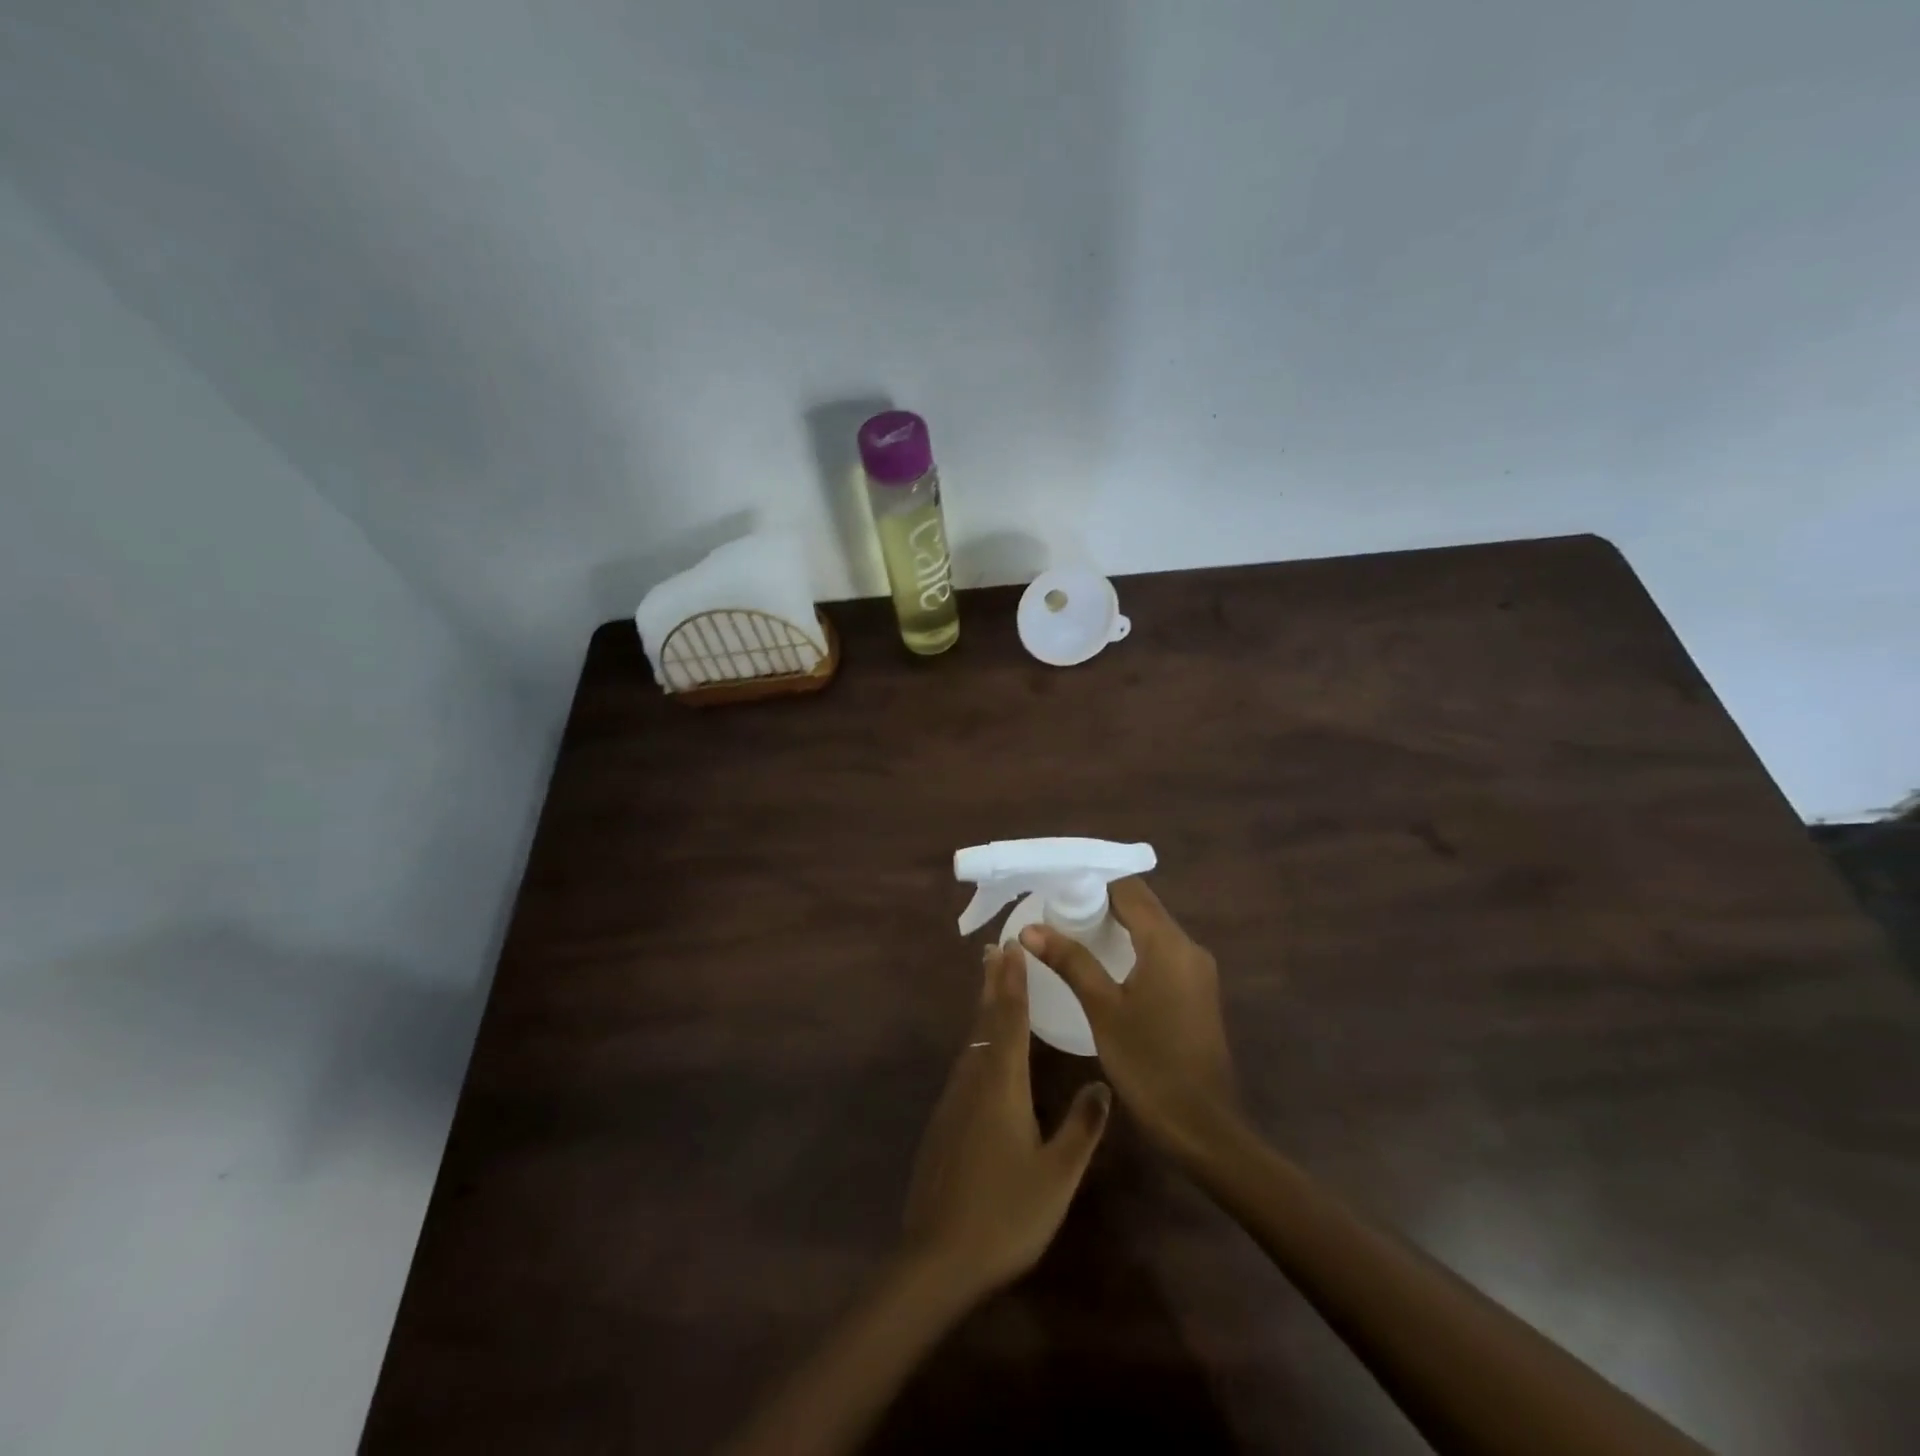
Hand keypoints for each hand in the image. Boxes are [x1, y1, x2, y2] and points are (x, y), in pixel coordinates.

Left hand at [902, 944, 1111, 1300]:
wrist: (936, 1258)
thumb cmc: (1005, 1214)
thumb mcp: (1057, 1175)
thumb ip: (1081, 1127)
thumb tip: (1102, 1083)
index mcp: (1002, 1085)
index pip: (1009, 1020)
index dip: (1013, 982)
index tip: (1011, 947)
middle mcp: (973, 1080)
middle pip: (983, 1021)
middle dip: (992, 984)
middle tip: (994, 950)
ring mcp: (953, 1101)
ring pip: (971, 1042)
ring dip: (982, 1010)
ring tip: (991, 987)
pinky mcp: (943, 1122)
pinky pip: (964, 1065)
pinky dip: (976, 1041)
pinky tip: (982, 1053)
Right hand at [1019, 877, 1238, 1163]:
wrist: (1203, 1127)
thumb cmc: (1149, 1064)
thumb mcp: (1103, 1010)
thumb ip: (1070, 962)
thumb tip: (1030, 928)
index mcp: (1168, 943)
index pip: (1129, 888)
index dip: (1093, 880)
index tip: (1057, 884)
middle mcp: (1188, 947)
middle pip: (1142, 905)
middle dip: (1101, 901)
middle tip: (1057, 907)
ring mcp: (1197, 970)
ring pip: (1152, 928)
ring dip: (1117, 924)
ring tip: (1072, 929)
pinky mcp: (1197, 991)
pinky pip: (1161, 951)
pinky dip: (1132, 945)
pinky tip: (1104, 962)